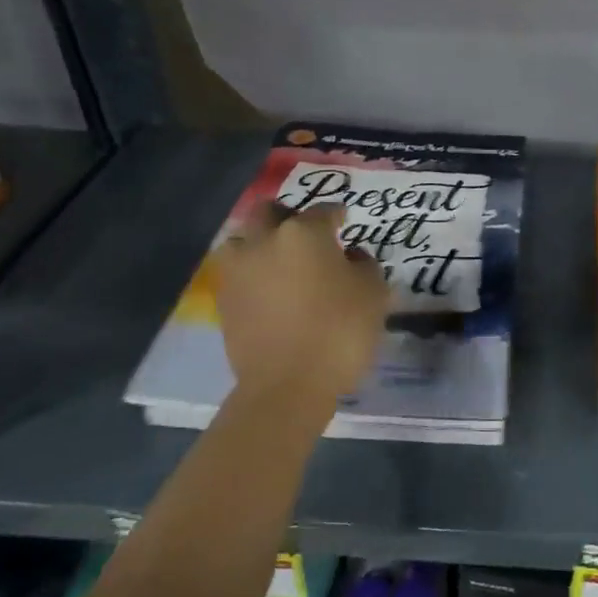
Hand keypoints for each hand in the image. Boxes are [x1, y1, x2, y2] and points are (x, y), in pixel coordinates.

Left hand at [216, 202, 387, 400]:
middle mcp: (263, 242)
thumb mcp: (374, 294)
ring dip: (261, 244)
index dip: (337, 214)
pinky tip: (271, 292)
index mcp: (303, 233)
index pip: (323, 210)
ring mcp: (238, 271)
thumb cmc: (339, 332)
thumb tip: (350, 256)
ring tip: (281, 263)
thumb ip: (365, 265)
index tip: (345, 220)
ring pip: (244, 241)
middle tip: (307, 235)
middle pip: (270, 212)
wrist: (287, 385)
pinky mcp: (223, 301)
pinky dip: (254, 275)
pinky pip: (239, 274)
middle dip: (288, 217)